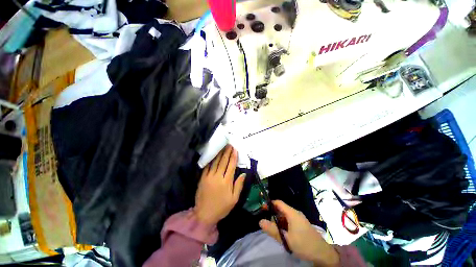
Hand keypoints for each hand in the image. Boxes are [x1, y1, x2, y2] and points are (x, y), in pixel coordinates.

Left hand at [194, 145, 245, 225]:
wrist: (204, 214)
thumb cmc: (221, 207)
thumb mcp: (234, 199)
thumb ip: (239, 185)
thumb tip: (244, 173)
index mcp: (226, 182)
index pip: (231, 166)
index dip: (233, 157)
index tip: (235, 150)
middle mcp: (218, 177)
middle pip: (223, 162)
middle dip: (227, 152)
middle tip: (229, 145)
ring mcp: (209, 177)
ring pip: (215, 162)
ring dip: (220, 154)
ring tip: (223, 147)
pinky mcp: (202, 178)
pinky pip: (207, 167)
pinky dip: (211, 160)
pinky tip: (213, 155)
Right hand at [259, 200, 338, 266]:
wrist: (322, 254)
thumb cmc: (304, 244)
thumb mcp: (286, 239)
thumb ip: (273, 230)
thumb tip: (260, 221)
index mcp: (292, 213)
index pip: (278, 203)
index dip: (269, 204)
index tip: (262, 209)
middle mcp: (295, 213)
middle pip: (281, 209)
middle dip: (273, 215)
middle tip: (266, 223)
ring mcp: (299, 219)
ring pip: (284, 216)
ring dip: (278, 221)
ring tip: (273, 230)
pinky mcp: (301, 225)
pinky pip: (289, 221)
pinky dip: (283, 225)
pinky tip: (282, 233)